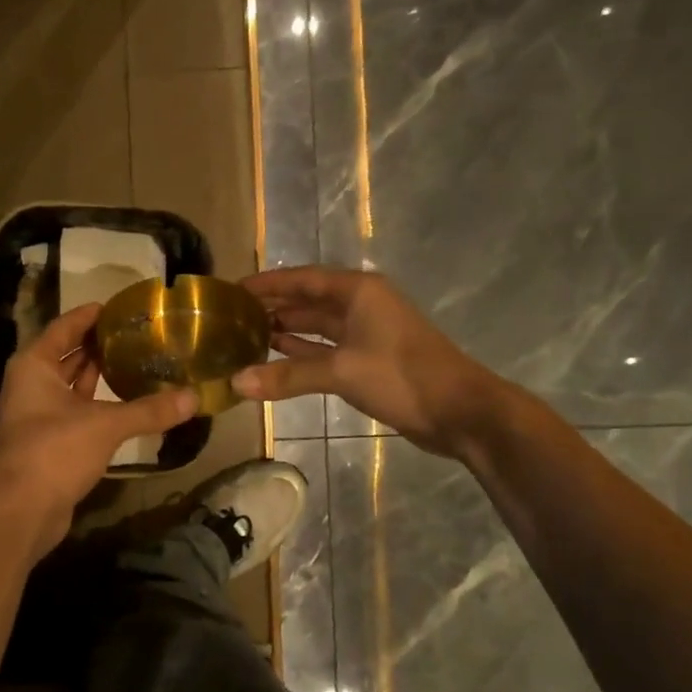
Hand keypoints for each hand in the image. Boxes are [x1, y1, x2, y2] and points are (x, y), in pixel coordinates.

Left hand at [0, 303, 195, 549]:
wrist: (20, 510)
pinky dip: (97, 406)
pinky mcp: (46, 443)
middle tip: (136, 335)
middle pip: (66, 355)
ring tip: (135, 363)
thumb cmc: (54, 450)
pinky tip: (125, 405)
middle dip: (98, 346)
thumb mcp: (106, 425)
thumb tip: (195, 397)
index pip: (64, 327)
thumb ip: (149, 410)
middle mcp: (31, 385)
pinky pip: (75, 413)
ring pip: (70, 387)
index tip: (119, 307)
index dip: (90, 315)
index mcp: (35, 365)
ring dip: (97, 377)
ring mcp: (36, 416)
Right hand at [233, 266, 501, 458]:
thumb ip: (287, 376)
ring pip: (316, 325)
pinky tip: (275, 355)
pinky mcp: (368, 359)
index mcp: (358, 292)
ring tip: (245, 336)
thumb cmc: (401, 376)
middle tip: (231, 317)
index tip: (233, 289)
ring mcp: (366, 333)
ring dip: (285, 329)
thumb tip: (236, 383)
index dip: (268, 283)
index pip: (302, 279)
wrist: (459, 412)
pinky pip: (325, 348)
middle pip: (308, 299)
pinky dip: (301, 351)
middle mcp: (361, 305)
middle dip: (272, 306)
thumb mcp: (341, 372)